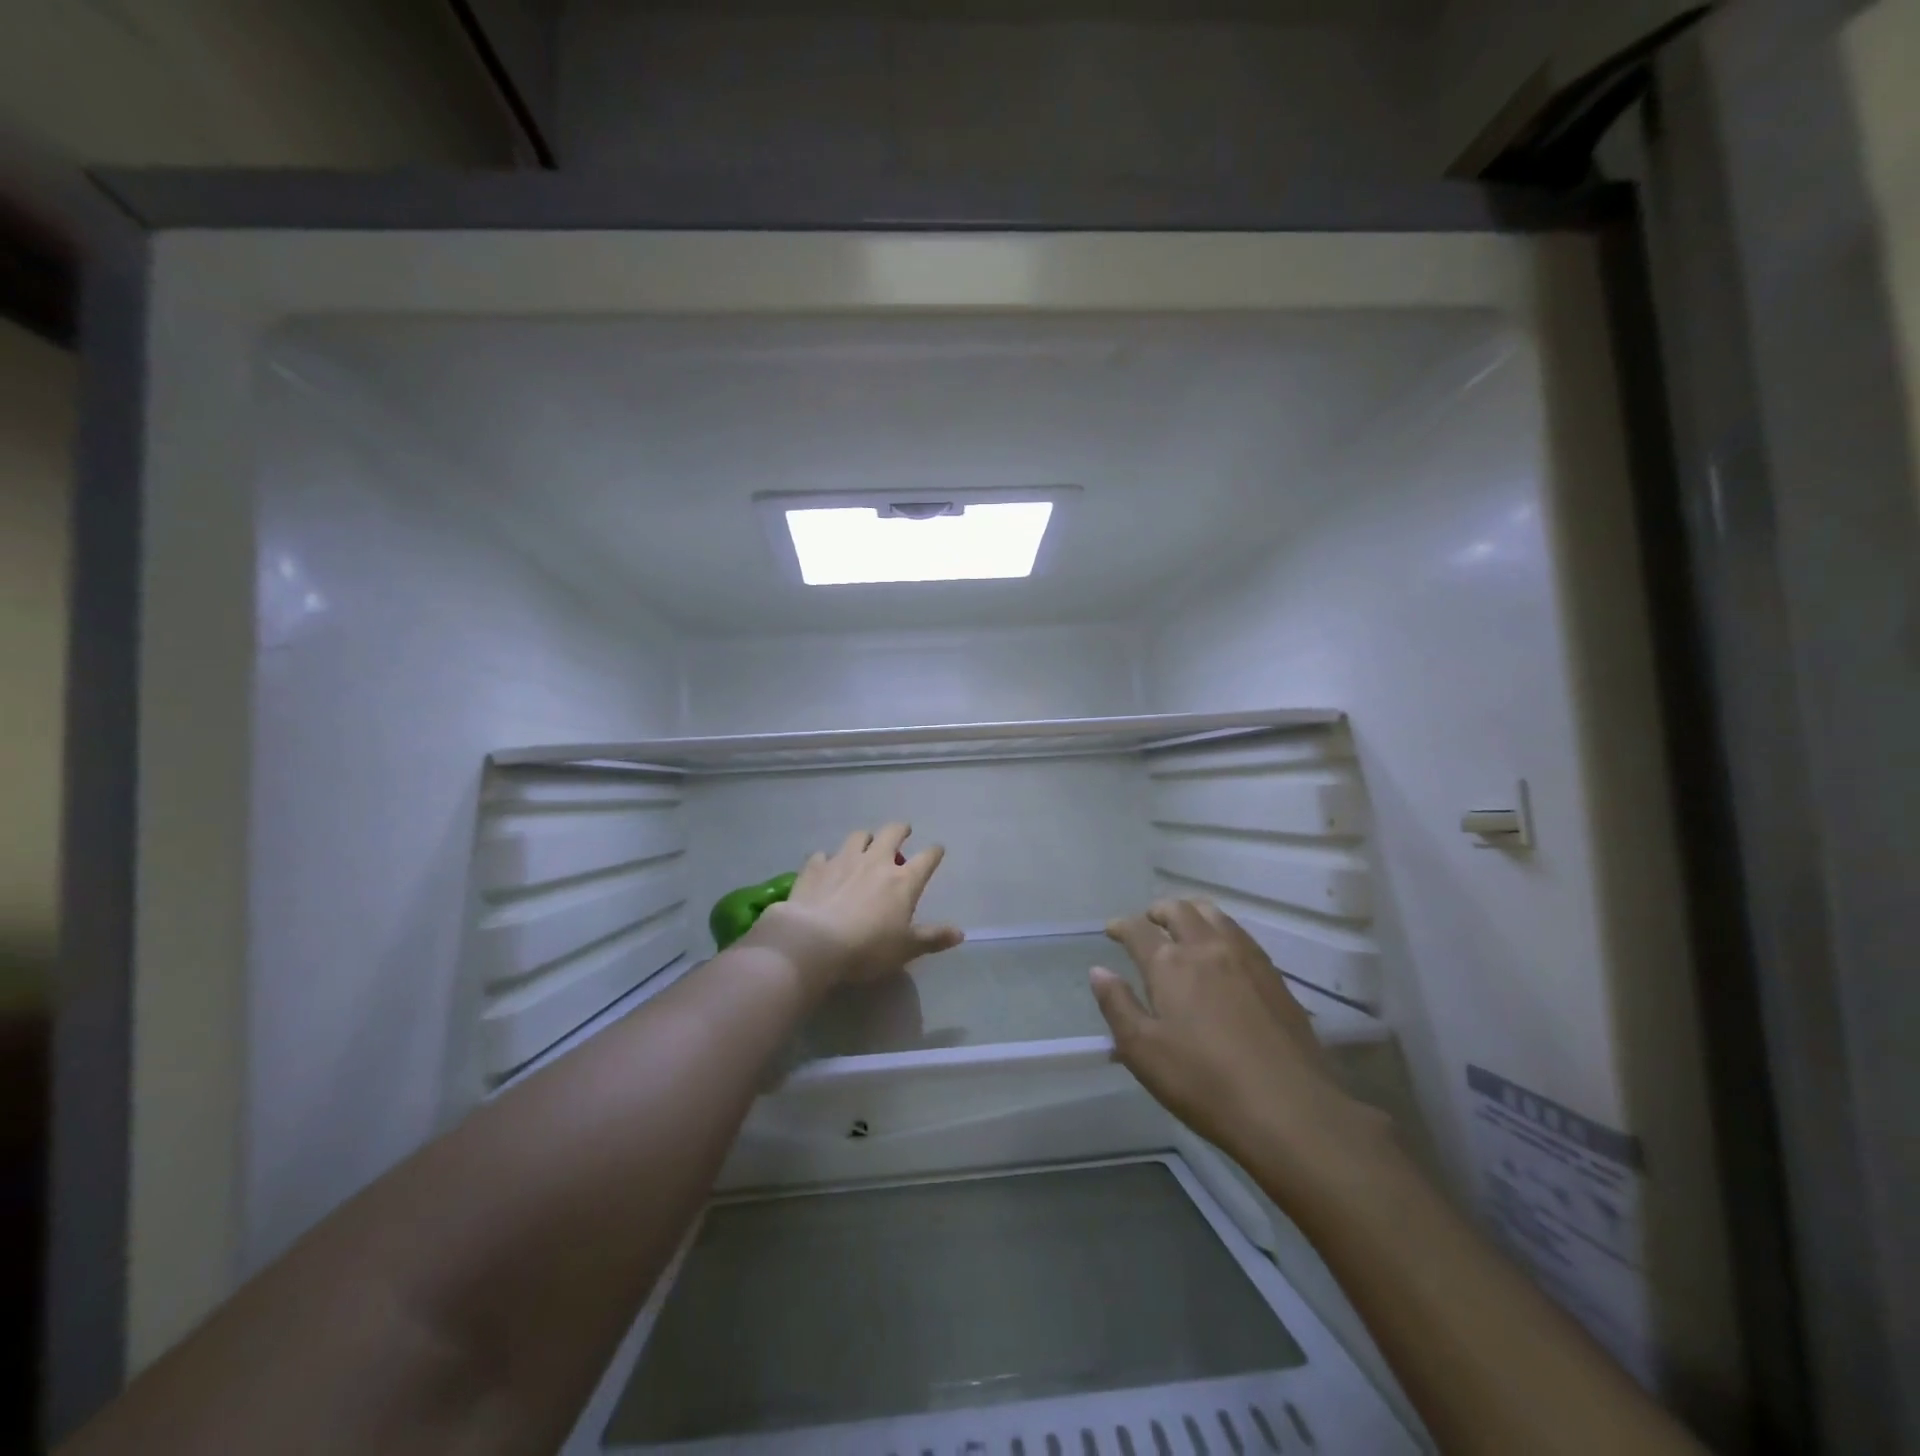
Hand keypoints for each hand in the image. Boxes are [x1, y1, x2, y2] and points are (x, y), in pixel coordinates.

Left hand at [747, 824, 962, 994]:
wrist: (813, 943)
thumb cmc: (867, 948)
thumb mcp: (906, 949)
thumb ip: (932, 938)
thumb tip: (960, 933)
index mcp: (903, 881)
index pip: (926, 858)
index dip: (934, 852)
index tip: (937, 849)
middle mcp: (875, 862)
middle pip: (892, 833)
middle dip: (900, 830)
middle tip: (903, 831)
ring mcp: (843, 861)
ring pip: (858, 836)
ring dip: (865, 838)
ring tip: (866, 844)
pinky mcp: (815, 868)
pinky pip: (823, 855)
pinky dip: (828, 858)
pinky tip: (826, 865)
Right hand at [1090, 899, 1387, 1180]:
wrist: (1290, 1109)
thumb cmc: (1204, 1083)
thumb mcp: (1143, 1052)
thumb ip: (1117, 1006)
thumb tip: (1099, 971)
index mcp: (1169, 963)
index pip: (1138, 929)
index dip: (1121, 925)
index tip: (1112, 930)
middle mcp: (1206, 947)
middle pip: (1178, 910)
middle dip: (1157, 911)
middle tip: (1148, 923)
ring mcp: (1245, 958)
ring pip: (1214, 914)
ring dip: (1191, 912)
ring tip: (1184, 927)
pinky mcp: (1273, 975)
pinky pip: (1240, 934)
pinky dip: (1221, 929)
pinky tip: (1222, 951)